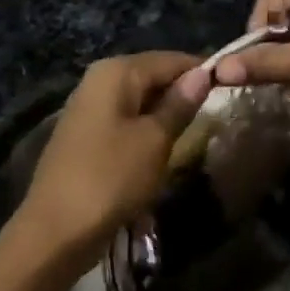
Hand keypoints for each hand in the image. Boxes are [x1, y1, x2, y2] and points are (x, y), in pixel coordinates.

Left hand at [18, 52, 211, 256]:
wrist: (56, 231)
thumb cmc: (111, 178)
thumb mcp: (155, 140)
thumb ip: (180, 104)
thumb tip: (203, 74)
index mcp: (116, 72)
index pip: (171, 59)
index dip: (202, 71)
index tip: (232, 87)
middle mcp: (99, 80)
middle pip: (153, 76)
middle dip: (184, 91)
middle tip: (219, 111)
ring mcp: (89, 107)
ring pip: (141, 99)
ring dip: (167, 112)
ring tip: (197, 129)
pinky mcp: (87, 135)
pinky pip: (127, 119)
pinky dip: (147, 128)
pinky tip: (164, 146)